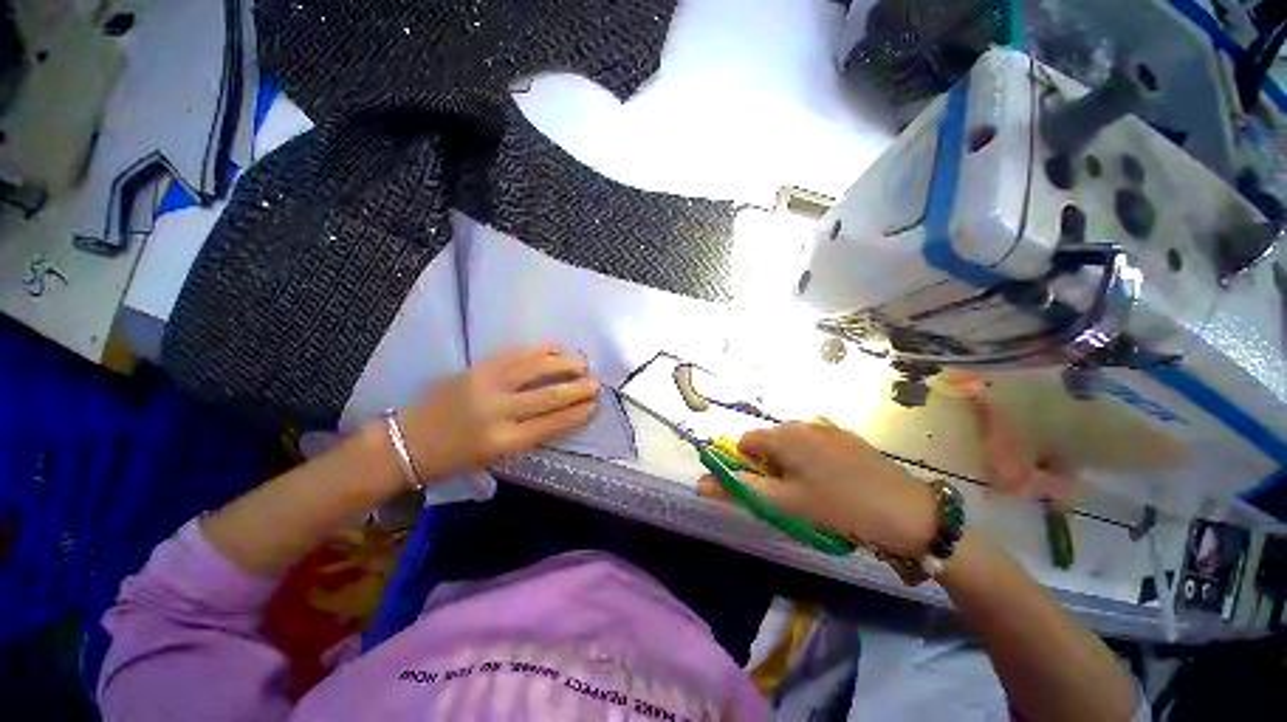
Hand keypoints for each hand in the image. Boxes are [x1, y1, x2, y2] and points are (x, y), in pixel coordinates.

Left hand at [397, 345, 598, 482]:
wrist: (406, 442)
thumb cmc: (453, 459)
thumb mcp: (494, 458)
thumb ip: (527, 437)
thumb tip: (558, 416)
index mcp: (503, 441)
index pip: (551, 424)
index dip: (576, 413)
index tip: (593, 405)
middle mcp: (498, 412)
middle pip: (547, 396)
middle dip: (576, 389)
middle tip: (595, 383)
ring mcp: (486, 386)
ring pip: (534, 370)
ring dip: (562, 364)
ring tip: (581, 362)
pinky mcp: (475, 369)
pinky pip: (512, 355)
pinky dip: (536, 350)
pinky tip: (554, 348)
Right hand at [699, 422, 935, 557]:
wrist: (911, 514)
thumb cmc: (840, 507)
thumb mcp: (786, 504)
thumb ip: (740, 490)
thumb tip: (700, 483)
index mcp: (786, 435)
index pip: (745, 441)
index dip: (745, 465)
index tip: (762, 489)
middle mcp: (804, 424)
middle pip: (769, 442)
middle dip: (769, 467)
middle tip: (788, 497)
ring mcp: (829, 430)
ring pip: (793, 445)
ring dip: (790, 466)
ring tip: (810, 494)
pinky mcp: (849, 440)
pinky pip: (815, 447)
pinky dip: (811, 463)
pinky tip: (832, 486)